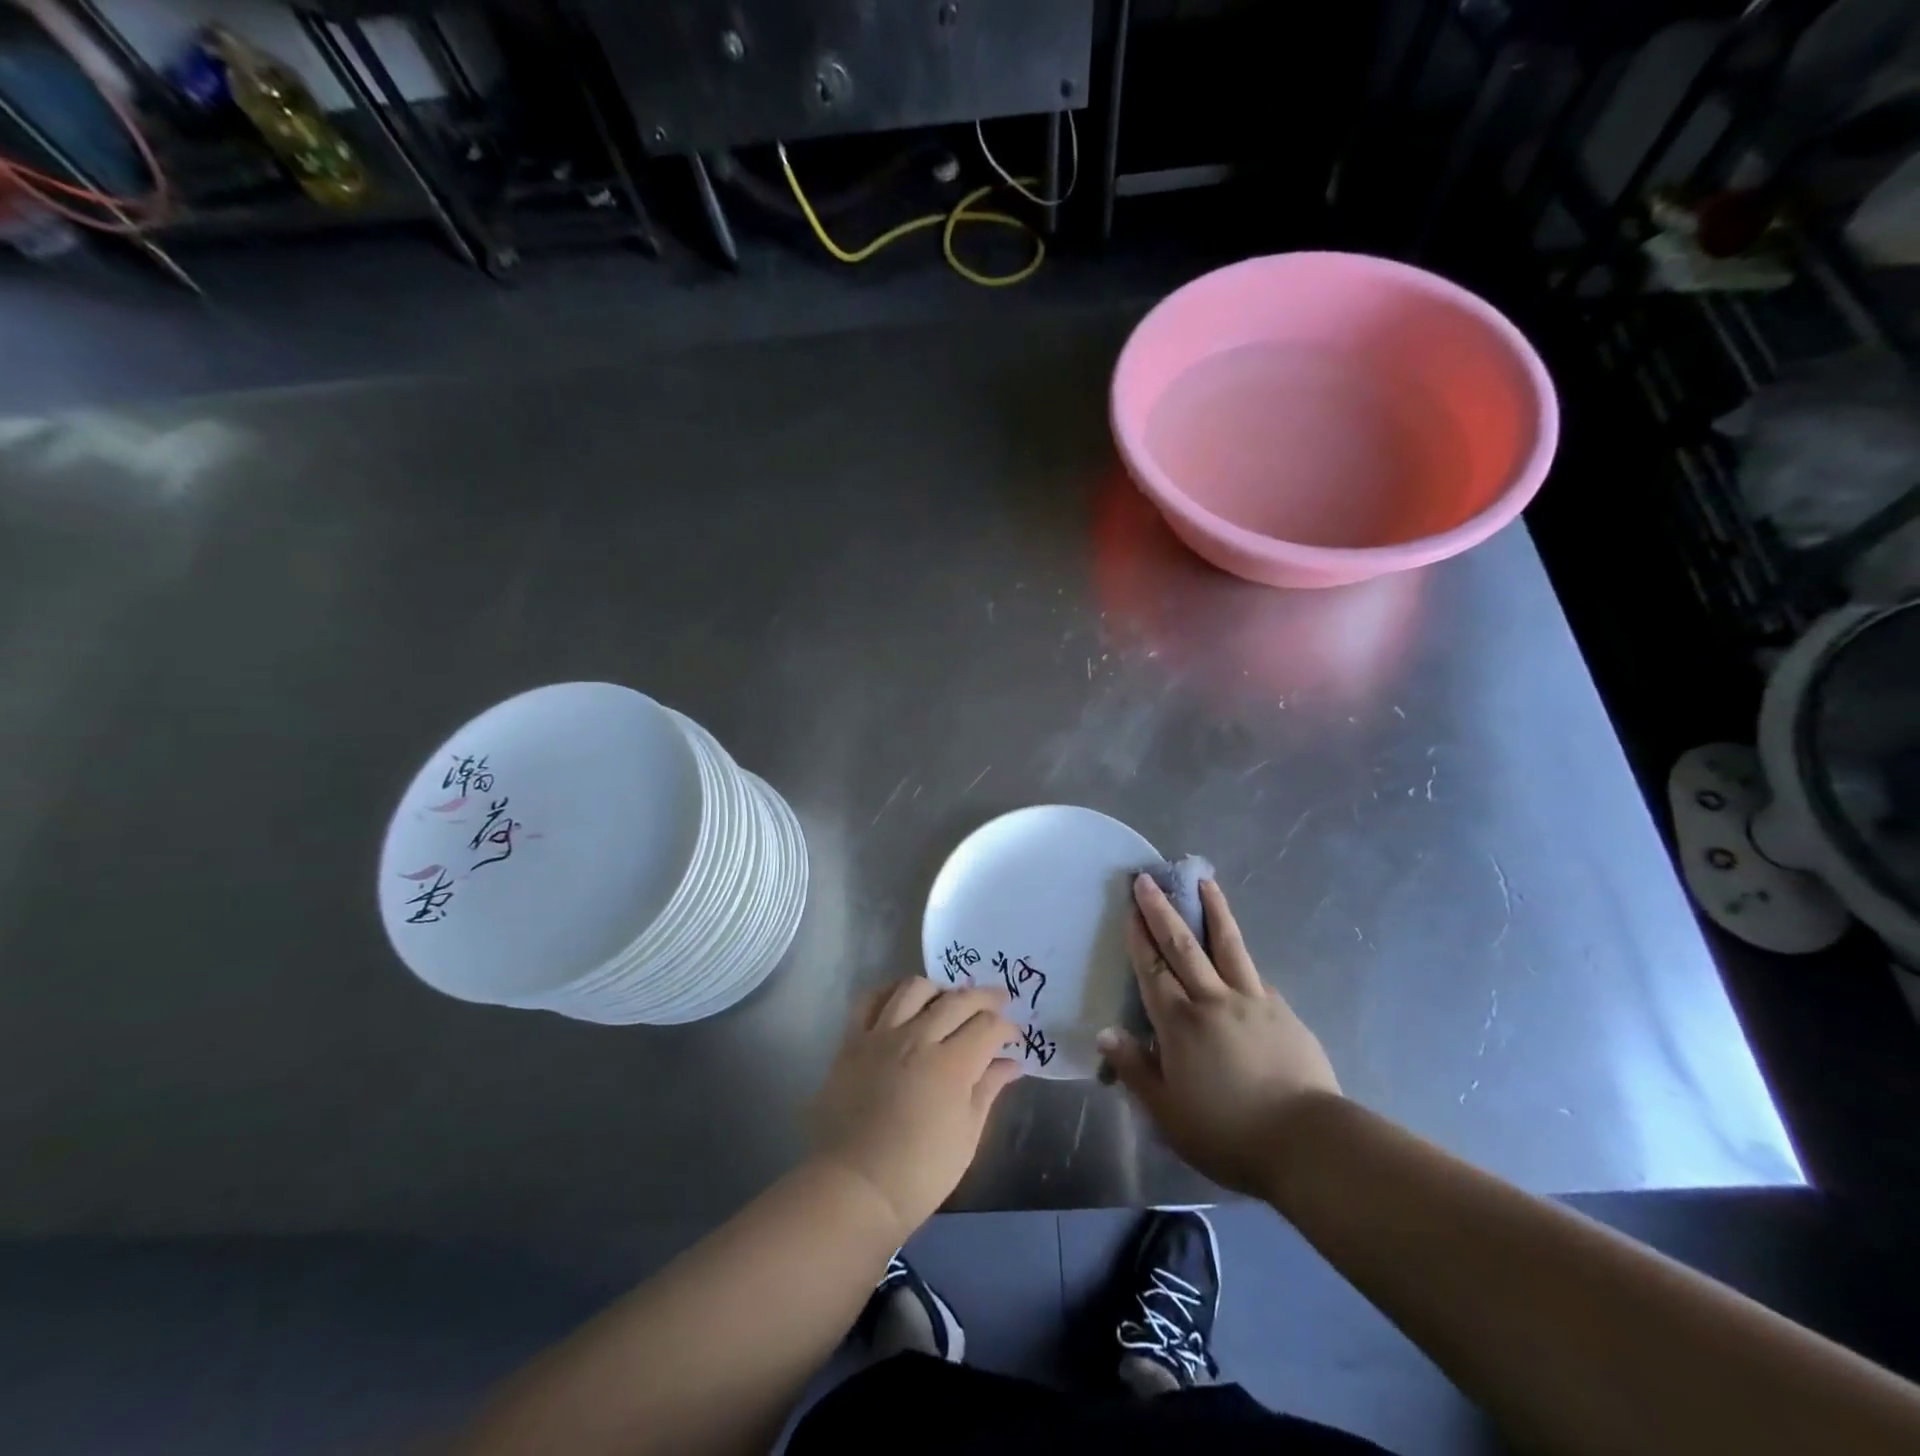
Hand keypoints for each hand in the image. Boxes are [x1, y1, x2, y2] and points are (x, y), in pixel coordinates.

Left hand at [809, 979, 1024, 1235]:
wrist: (854, 1186)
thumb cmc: (918, 1173)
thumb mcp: (966, 1136)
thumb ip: (988, 1090)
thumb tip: (1011, 1063)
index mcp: (951, 1065)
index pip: (987, 1026)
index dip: (1006, 1028)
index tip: (1014, 1037)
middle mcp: (917, 1038)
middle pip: (957, 1000)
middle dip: (984, 997)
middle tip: (998, 1001)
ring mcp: (882, 1035)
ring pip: (914, 988)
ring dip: (939, 988)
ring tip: (948, 999)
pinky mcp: (853, 1041)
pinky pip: (871, 1000)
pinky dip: (891, 992)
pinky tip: (903, 1000)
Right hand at [1097, 875, 1340, 1196]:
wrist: (1307, 1143)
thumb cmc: (1227, 1133)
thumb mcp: (1167, 1113)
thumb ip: (1134, 1069)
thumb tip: (1105, 1033)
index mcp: (1179, 1023)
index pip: (1152, 969)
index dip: (1139, 937)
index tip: (1130, 906)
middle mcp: (1213, 999)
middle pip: (1183, 945)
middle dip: (1162, 909)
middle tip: (1149, 879)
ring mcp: (1252, 1001)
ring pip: (1227, 945)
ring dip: (1213, 911)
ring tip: (1205, 882)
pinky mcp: (1283, 1012)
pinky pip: (1254, 975)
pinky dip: (1241, 956)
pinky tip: (1239, 951)